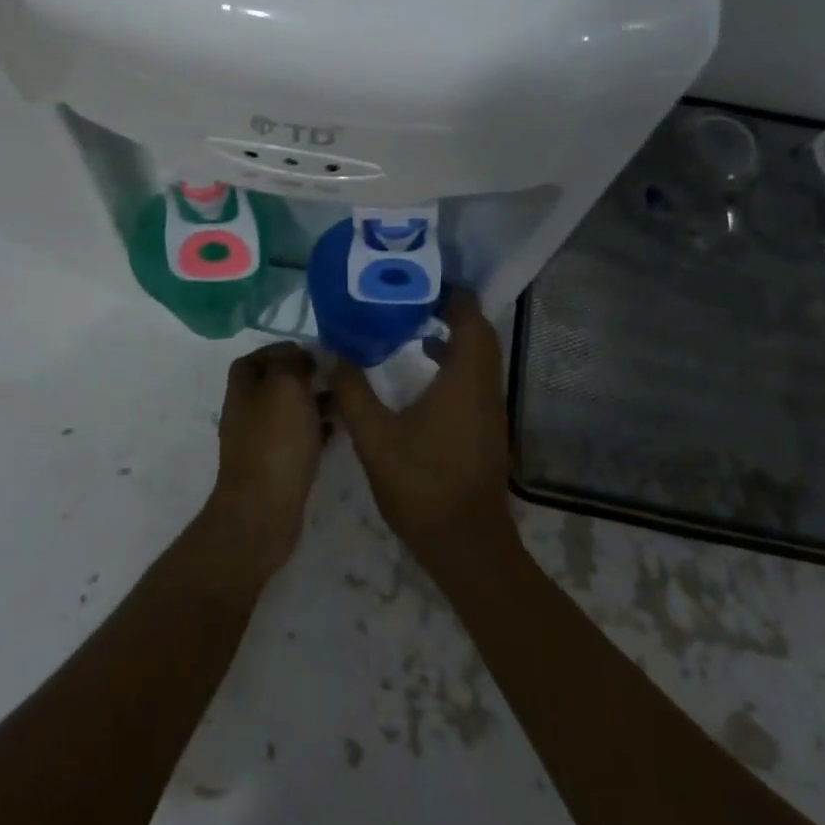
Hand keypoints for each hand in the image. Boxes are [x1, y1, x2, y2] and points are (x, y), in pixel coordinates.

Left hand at [205, 341, 328, 582]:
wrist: (263, 510)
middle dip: (304, 378)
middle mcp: (245, 411)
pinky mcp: (274, 466)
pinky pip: (296, 438)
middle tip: (334, 378)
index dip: (283, 351)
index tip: (313, 354)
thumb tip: (298, 357)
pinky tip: (336, 432)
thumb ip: (291, 362)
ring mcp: (258, 441)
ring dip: (314, 403)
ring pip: (289, 411)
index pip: (257, 357)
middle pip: (275, 384)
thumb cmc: (276, 441)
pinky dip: (315, 430)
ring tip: (343, 403)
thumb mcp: (285, 386)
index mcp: (242, 387)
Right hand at [332, 290, 515, 573]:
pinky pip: (476, 378)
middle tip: (411, 299)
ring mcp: (490, 410)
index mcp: (464, 379)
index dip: (452, 294)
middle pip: (480, 333)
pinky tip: (423, 373)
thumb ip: (353, 391)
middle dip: (452, 310)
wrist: (465, 544)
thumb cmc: (421, 484)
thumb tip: (334, 353)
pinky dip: (455, 362)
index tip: (421, 280)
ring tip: (412, 327)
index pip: (469, 318)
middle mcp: (485, 387)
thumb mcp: (374, 437)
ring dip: (455, 337)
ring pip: (481, 357)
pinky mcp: (487, 428)